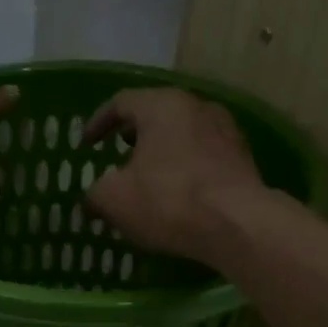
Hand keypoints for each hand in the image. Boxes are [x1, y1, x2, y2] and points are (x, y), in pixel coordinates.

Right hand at [85, 89, 269, 265]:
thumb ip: (95, 193)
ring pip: (182, 135)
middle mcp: (197, 107)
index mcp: (162, 106)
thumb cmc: (168, 200)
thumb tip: (92, 200)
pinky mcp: (241, 159)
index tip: (86, 145)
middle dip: (132, 135)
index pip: (121, 102)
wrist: (238, 224)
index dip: (98, 123)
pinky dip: (183, 169)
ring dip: (160, 153)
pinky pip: (202, 157)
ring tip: (147, 177)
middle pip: (156, 114)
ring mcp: (225, 131)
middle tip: (117, 155)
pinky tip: (176, 194)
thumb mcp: (114, 199)